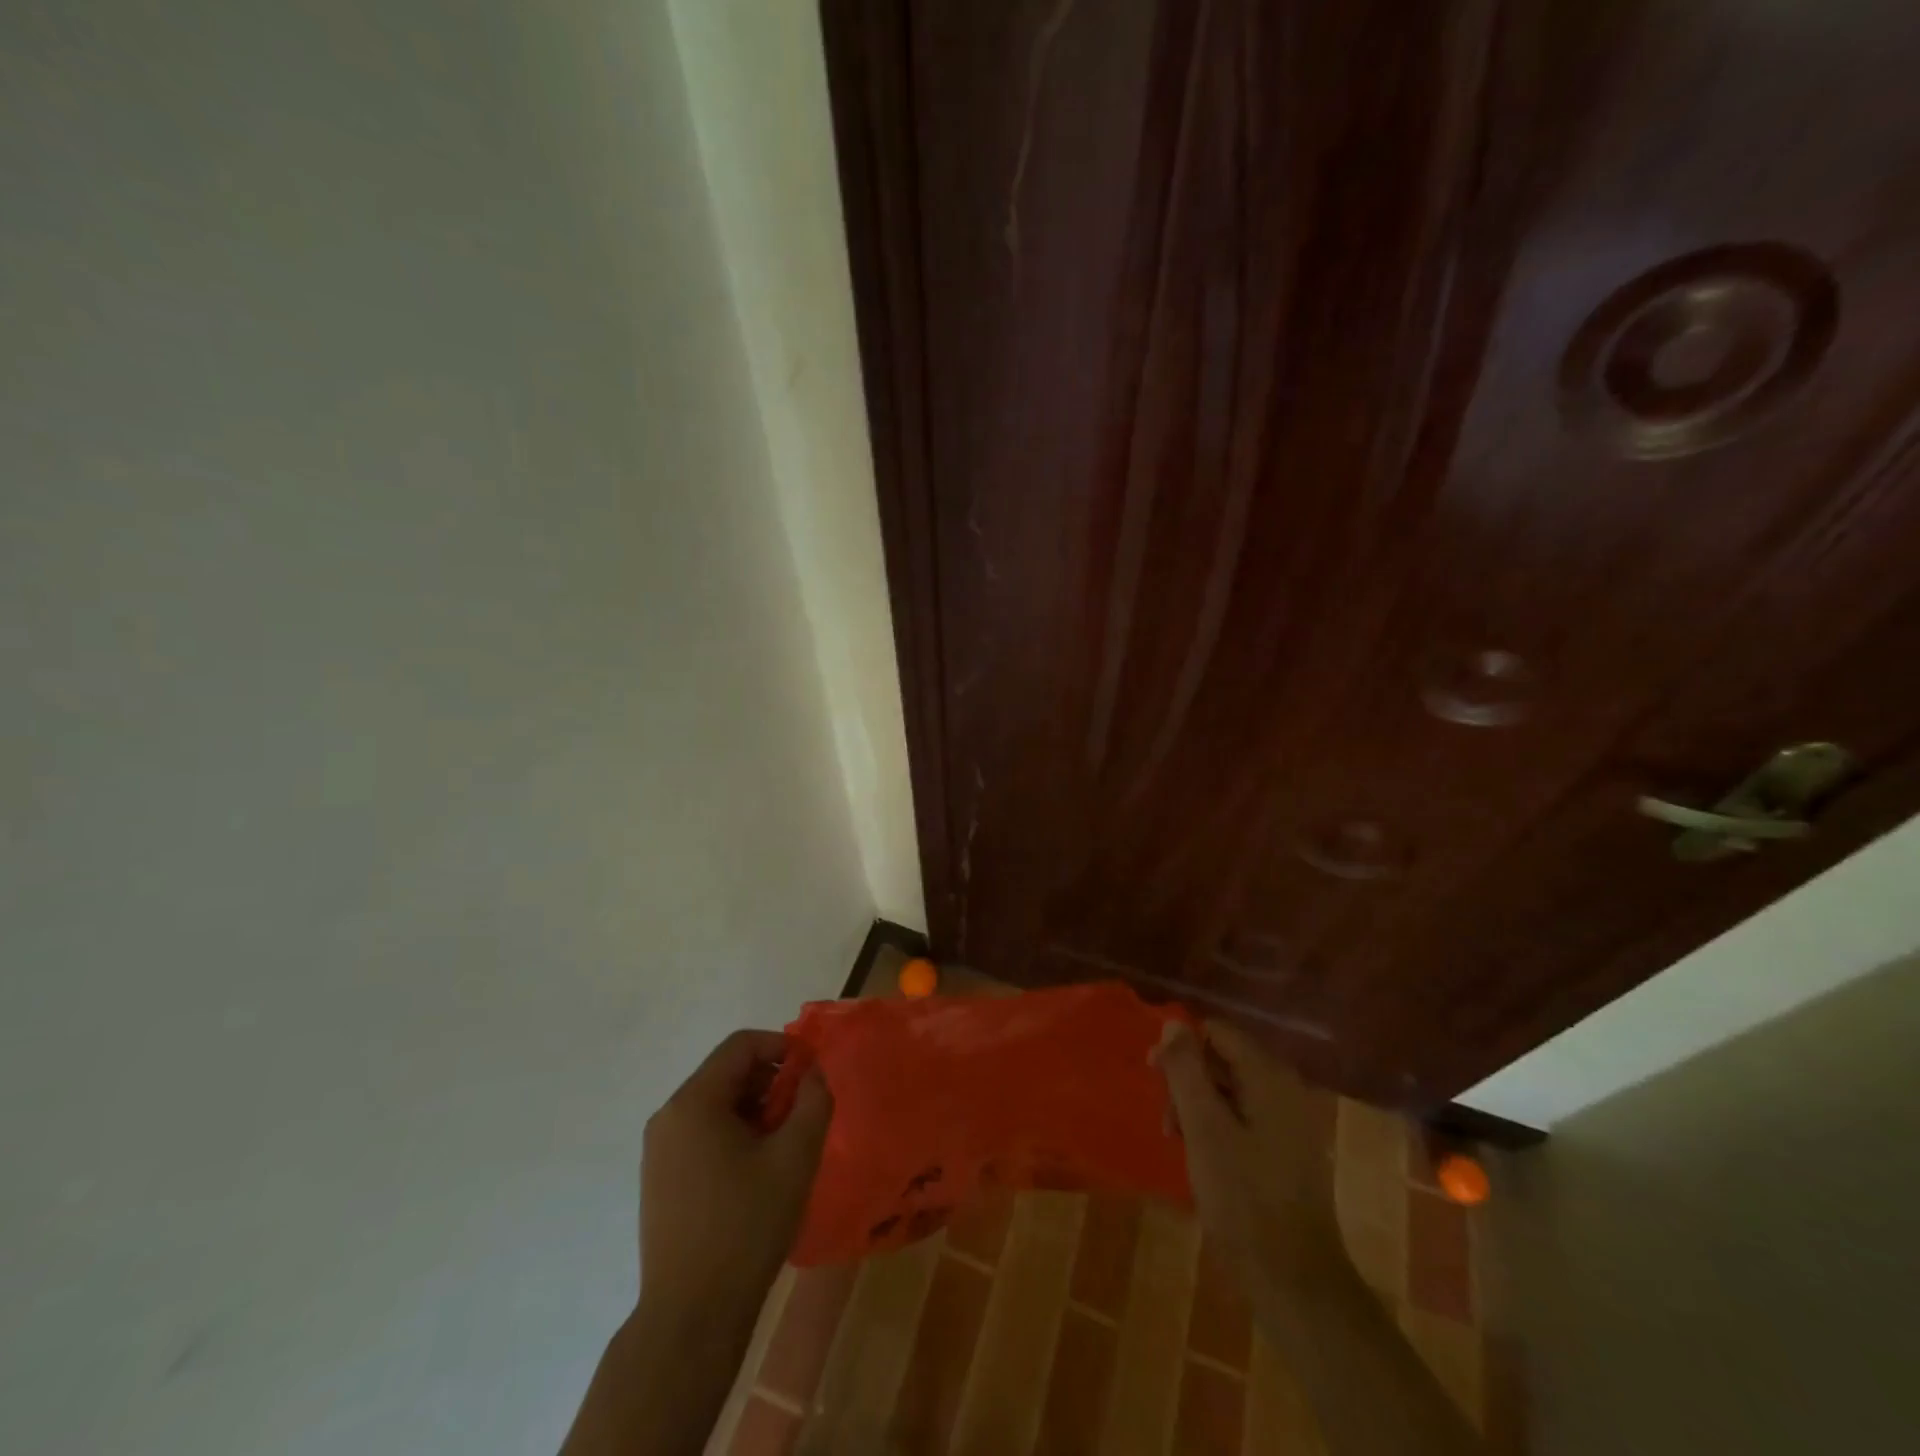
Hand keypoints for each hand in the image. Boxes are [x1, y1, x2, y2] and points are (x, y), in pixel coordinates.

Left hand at [640, 1029, 833, 1318]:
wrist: (691, 1317)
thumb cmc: (746, 1226)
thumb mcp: (795, 1156)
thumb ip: (813, 1100)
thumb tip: (813, 1071)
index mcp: (694, 1102)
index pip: (741, 1046)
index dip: (782, 1046)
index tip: (813, 1070)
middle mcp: (668, 1116)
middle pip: (727, 1072)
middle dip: (770, 1081)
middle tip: (803, 1110)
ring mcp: (658, 1150)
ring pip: (715, 1104)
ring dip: (755, 1108)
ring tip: (785, 1142)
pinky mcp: (660, 1179)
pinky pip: (702, 1133)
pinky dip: (734, 1133)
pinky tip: (757, 1169)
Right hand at [1154, 1019, 1341, 1301]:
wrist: (1294, 1281)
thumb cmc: (1243, 1198)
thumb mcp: (1203, 1128)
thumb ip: (1186, 1070)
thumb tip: (1173, 1023)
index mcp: (1269, 1076)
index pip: (1216, 1032)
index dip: (1180, 1046)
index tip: (1153, 1077)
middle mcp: (1284, 1088)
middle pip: (1222, 1058)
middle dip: (1187, 1081)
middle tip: (1167, 1120)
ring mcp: (1289, 1120)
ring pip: (1229, 1089)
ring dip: (1198, 1106)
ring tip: (1179, 1141)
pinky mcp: (1287, 1149)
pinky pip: (1243, 1116)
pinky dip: (1217, 1126)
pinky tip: (1202, 1157)